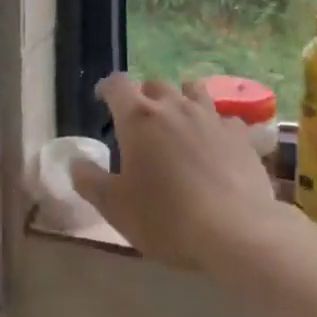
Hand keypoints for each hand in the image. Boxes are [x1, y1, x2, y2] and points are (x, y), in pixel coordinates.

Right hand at [72, 74, 282, 271]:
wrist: (237, 232)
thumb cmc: (166, 218)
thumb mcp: (115, 207)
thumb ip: (90, 181)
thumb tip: (76, 164)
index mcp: (138, 117)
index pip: (117, 84)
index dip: (107, 88)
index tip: (102, 100)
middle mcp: (174, 106)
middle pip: (155, 84)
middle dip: (144, 96)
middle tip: (140, 121)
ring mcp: (211, 117)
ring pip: (192, 91)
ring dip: (181, 100)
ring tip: (178, 121)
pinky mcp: (240, 135)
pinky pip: (223, 117)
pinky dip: (213, 124)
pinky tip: (214, 143)